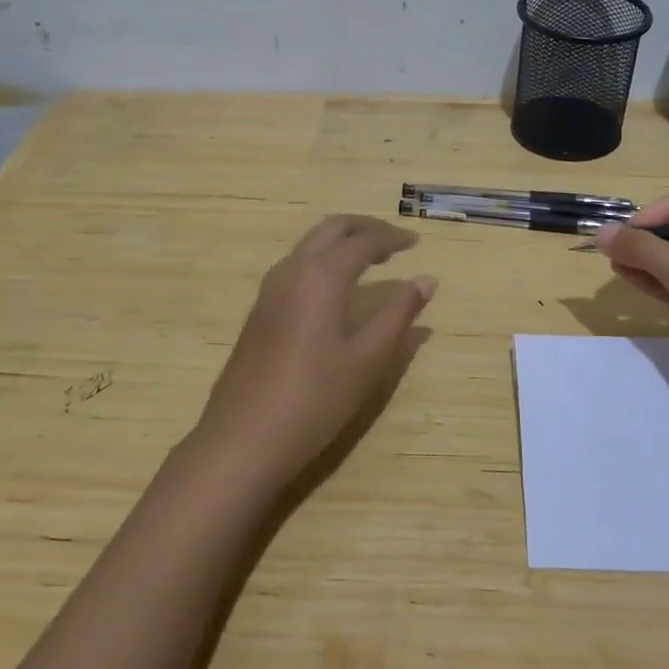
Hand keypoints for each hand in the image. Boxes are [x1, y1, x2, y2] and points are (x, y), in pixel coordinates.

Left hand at [196, 216, 436, 489]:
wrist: (242, 440)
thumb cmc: (314, 399)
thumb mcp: (368, 360)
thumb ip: (398, 314)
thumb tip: (426, 280)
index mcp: (321, 276)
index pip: (362, 241)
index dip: (392, 238)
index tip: (417, 243)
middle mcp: (291, 270)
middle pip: (331, 229)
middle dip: (364, 228)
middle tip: (395, 242)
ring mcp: (269, 290)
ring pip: (309, 245)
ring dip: (341, 242)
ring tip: (371, 260)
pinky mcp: (259, 311)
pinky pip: (296, 266)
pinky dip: (324, 260)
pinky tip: (337, 289)